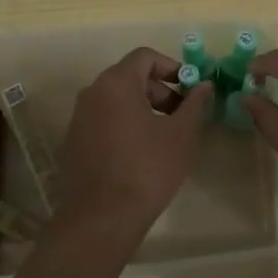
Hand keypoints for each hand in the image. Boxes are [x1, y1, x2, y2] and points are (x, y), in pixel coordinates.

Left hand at [53, 47, 211, 246]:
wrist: (99, 221)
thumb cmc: (146, 170)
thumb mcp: (182, 135)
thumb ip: (195, 104)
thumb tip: (204, 85)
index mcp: (116, 83)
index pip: (145, 57)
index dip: (172, 67)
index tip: (190, 90)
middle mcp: (92, 93)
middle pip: (130, 77)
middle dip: (160, 91)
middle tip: (182, 116)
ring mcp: (79, 119)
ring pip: (117, 100)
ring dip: (144, 109)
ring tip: (165, 137)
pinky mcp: (74, 143)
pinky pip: (104, 121)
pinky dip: (125, 126)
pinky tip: (141, 155)